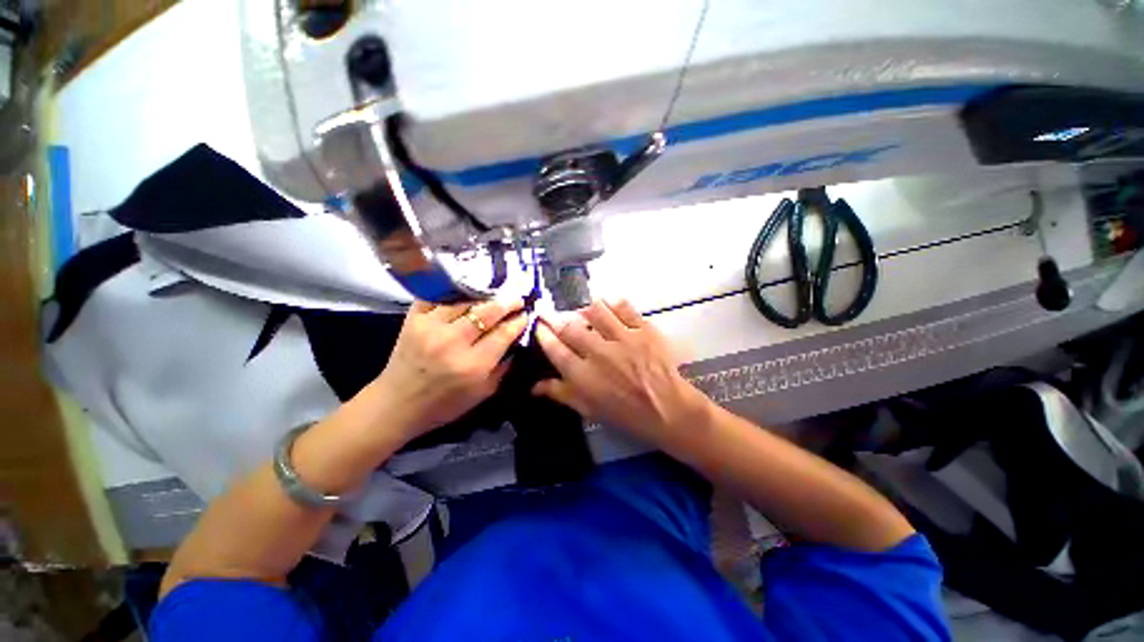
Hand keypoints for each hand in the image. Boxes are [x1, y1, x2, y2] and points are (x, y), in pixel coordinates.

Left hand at [372, 298, 528, 440]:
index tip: (525, 315)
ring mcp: (430, 327)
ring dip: (484, 297)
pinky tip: (465, 295)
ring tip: (494, 297)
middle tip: (516, 300)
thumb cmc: (445, 404)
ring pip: (465, 301)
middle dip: (506, 304)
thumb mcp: (483, 393)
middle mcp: (453, 342)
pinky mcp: (412, 320)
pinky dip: (454, 294)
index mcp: (473, 365)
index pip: (503, 334)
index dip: (518, 322)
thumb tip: (517, 341)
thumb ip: (504, 367)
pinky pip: (438, 297)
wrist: (397, 405)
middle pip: (487, 312)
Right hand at [532, 299, 710, 449]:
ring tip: (583, 312)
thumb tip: (534, 386)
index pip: (555, 349)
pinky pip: (623, 307)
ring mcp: (623, 339)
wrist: (669, 410)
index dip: (542, 334)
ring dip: (584, 309)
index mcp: (584, 376)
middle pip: (570, 327)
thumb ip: (561, 394)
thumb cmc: (627, 415)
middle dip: (554, 317)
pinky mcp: (643, 330)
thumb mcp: (590, 410)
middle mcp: (599, 353)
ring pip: (595, 311)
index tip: (538, 326)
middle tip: (549, 312)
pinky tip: (608, 305)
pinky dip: (613, 303)